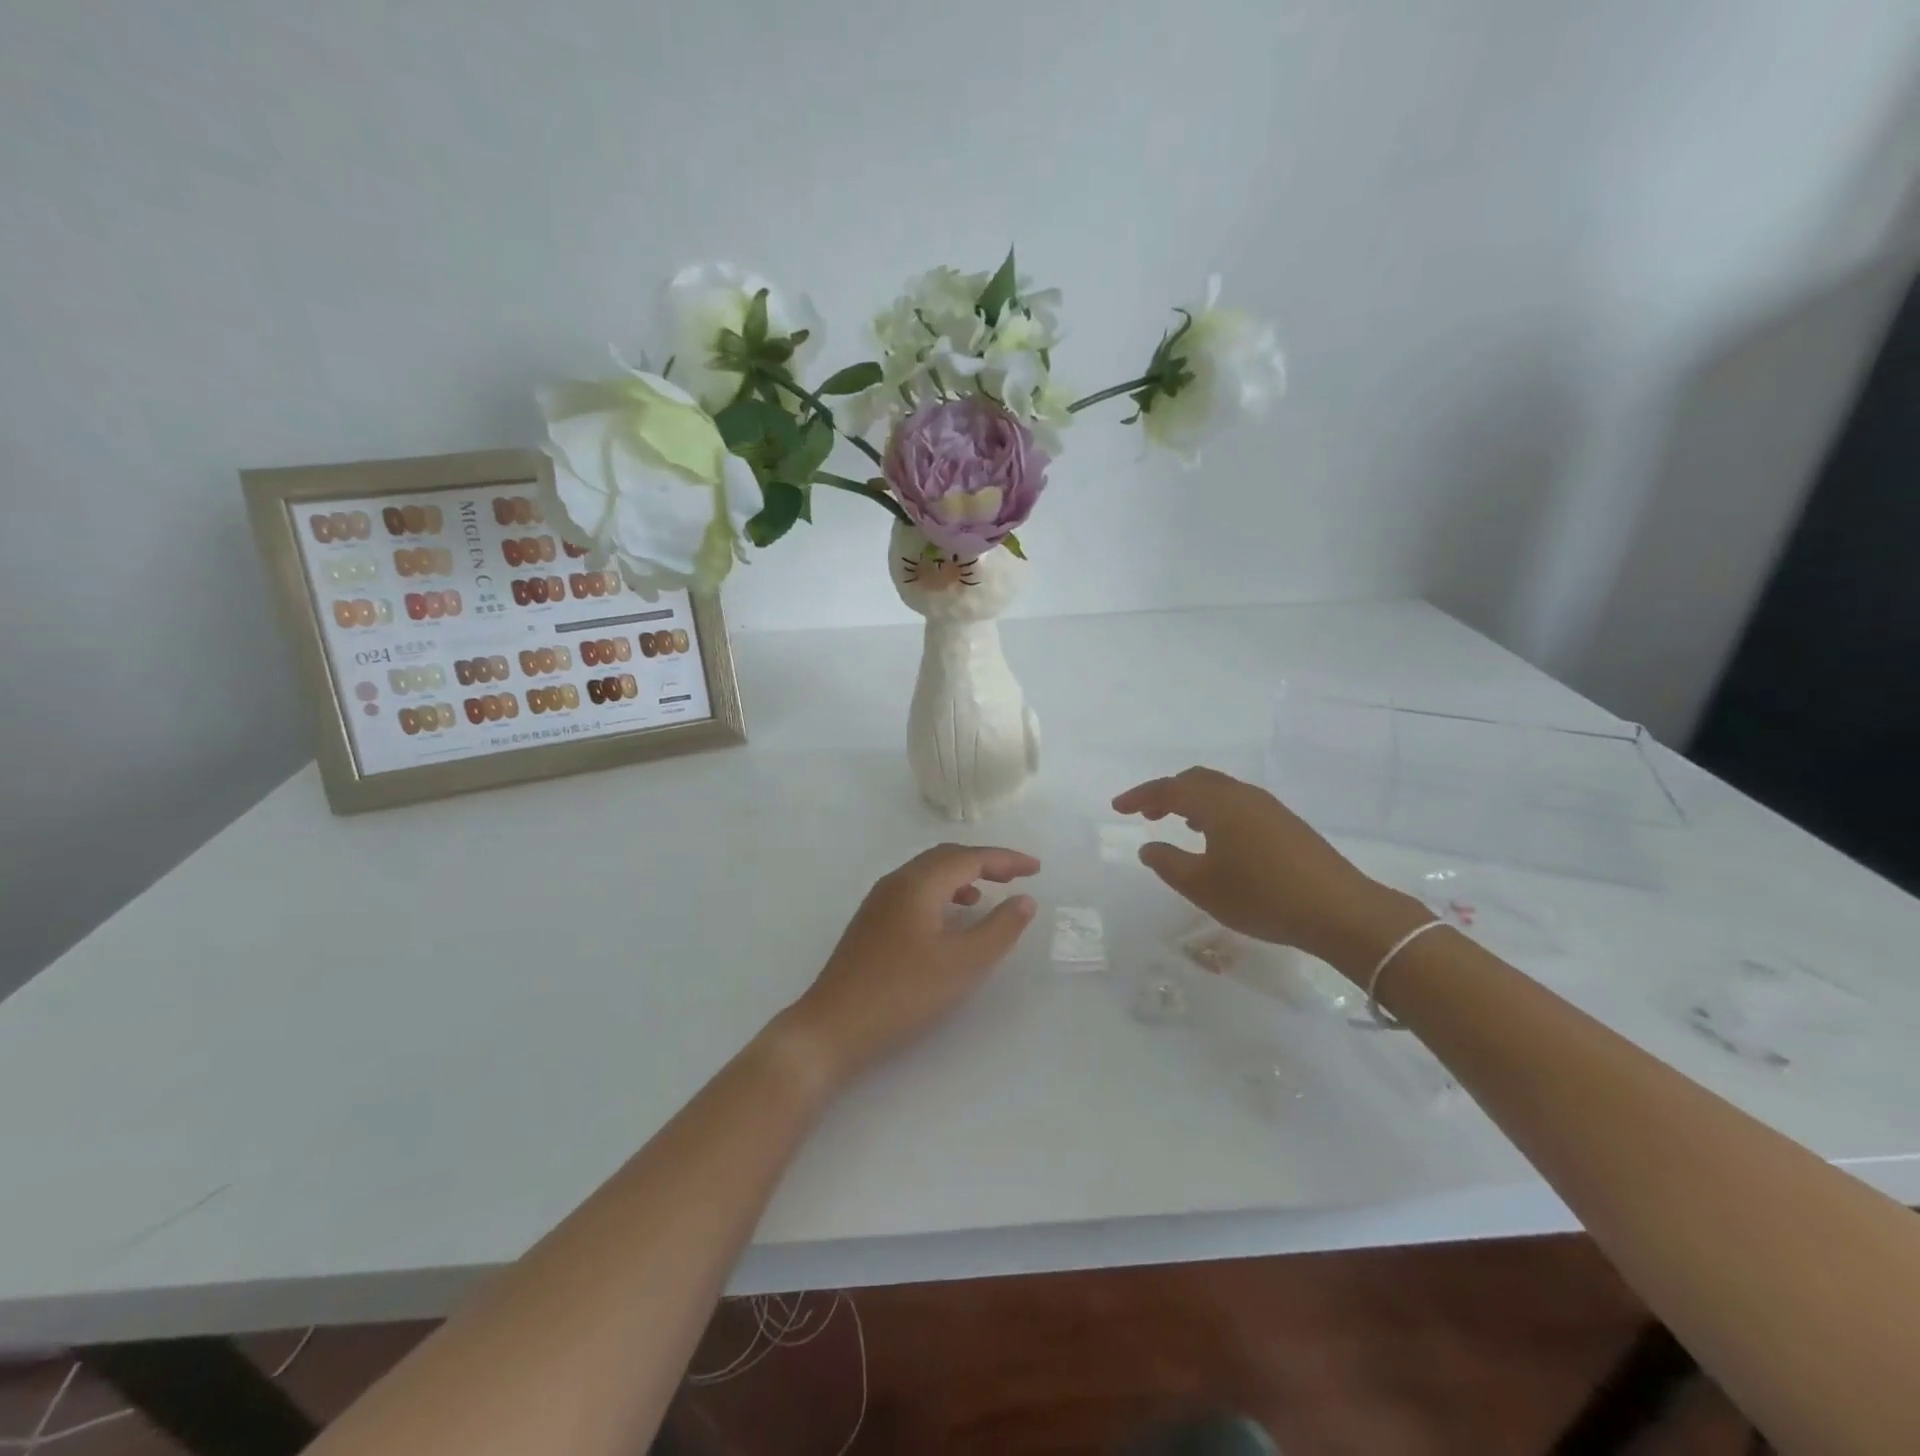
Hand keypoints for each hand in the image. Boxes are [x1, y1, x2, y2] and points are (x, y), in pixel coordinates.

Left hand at [781, 844, 1039, 1087]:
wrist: (832, 1027)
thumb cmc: (902, 994)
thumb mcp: (962, 964)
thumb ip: (999, 929)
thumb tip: (1024, 900)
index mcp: (918, 883)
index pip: (969, 857)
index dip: (1005, 860)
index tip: (1036, 869)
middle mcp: (896, 882)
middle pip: (947, 857)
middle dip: (984, 862)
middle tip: (1017, 876)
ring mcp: (879, 902)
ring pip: (928, 873)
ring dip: (962, 877)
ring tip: (987, 895)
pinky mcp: (871, 923)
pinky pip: (915, 891)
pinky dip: (942, 894)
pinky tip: (949, 920)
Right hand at [1112, 767, 1424, 971]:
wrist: (1341, 911)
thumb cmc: (1262, 896)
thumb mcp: (1203, 886)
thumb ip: (1168, 863)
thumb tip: (1148, 846)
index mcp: (1218, 803)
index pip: (1170, 788)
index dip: (1140, 796)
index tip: (1117, 808)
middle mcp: (1243, 795)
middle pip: (1196, 780)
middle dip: (1166, 792)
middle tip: (1145, 812)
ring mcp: (1269, 808)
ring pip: (1220, 791)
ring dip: (1193, 801)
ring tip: (1177, 822)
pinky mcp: (1287, 824)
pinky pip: (1238, 804)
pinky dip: (1215, 811)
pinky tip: (1217, 838)